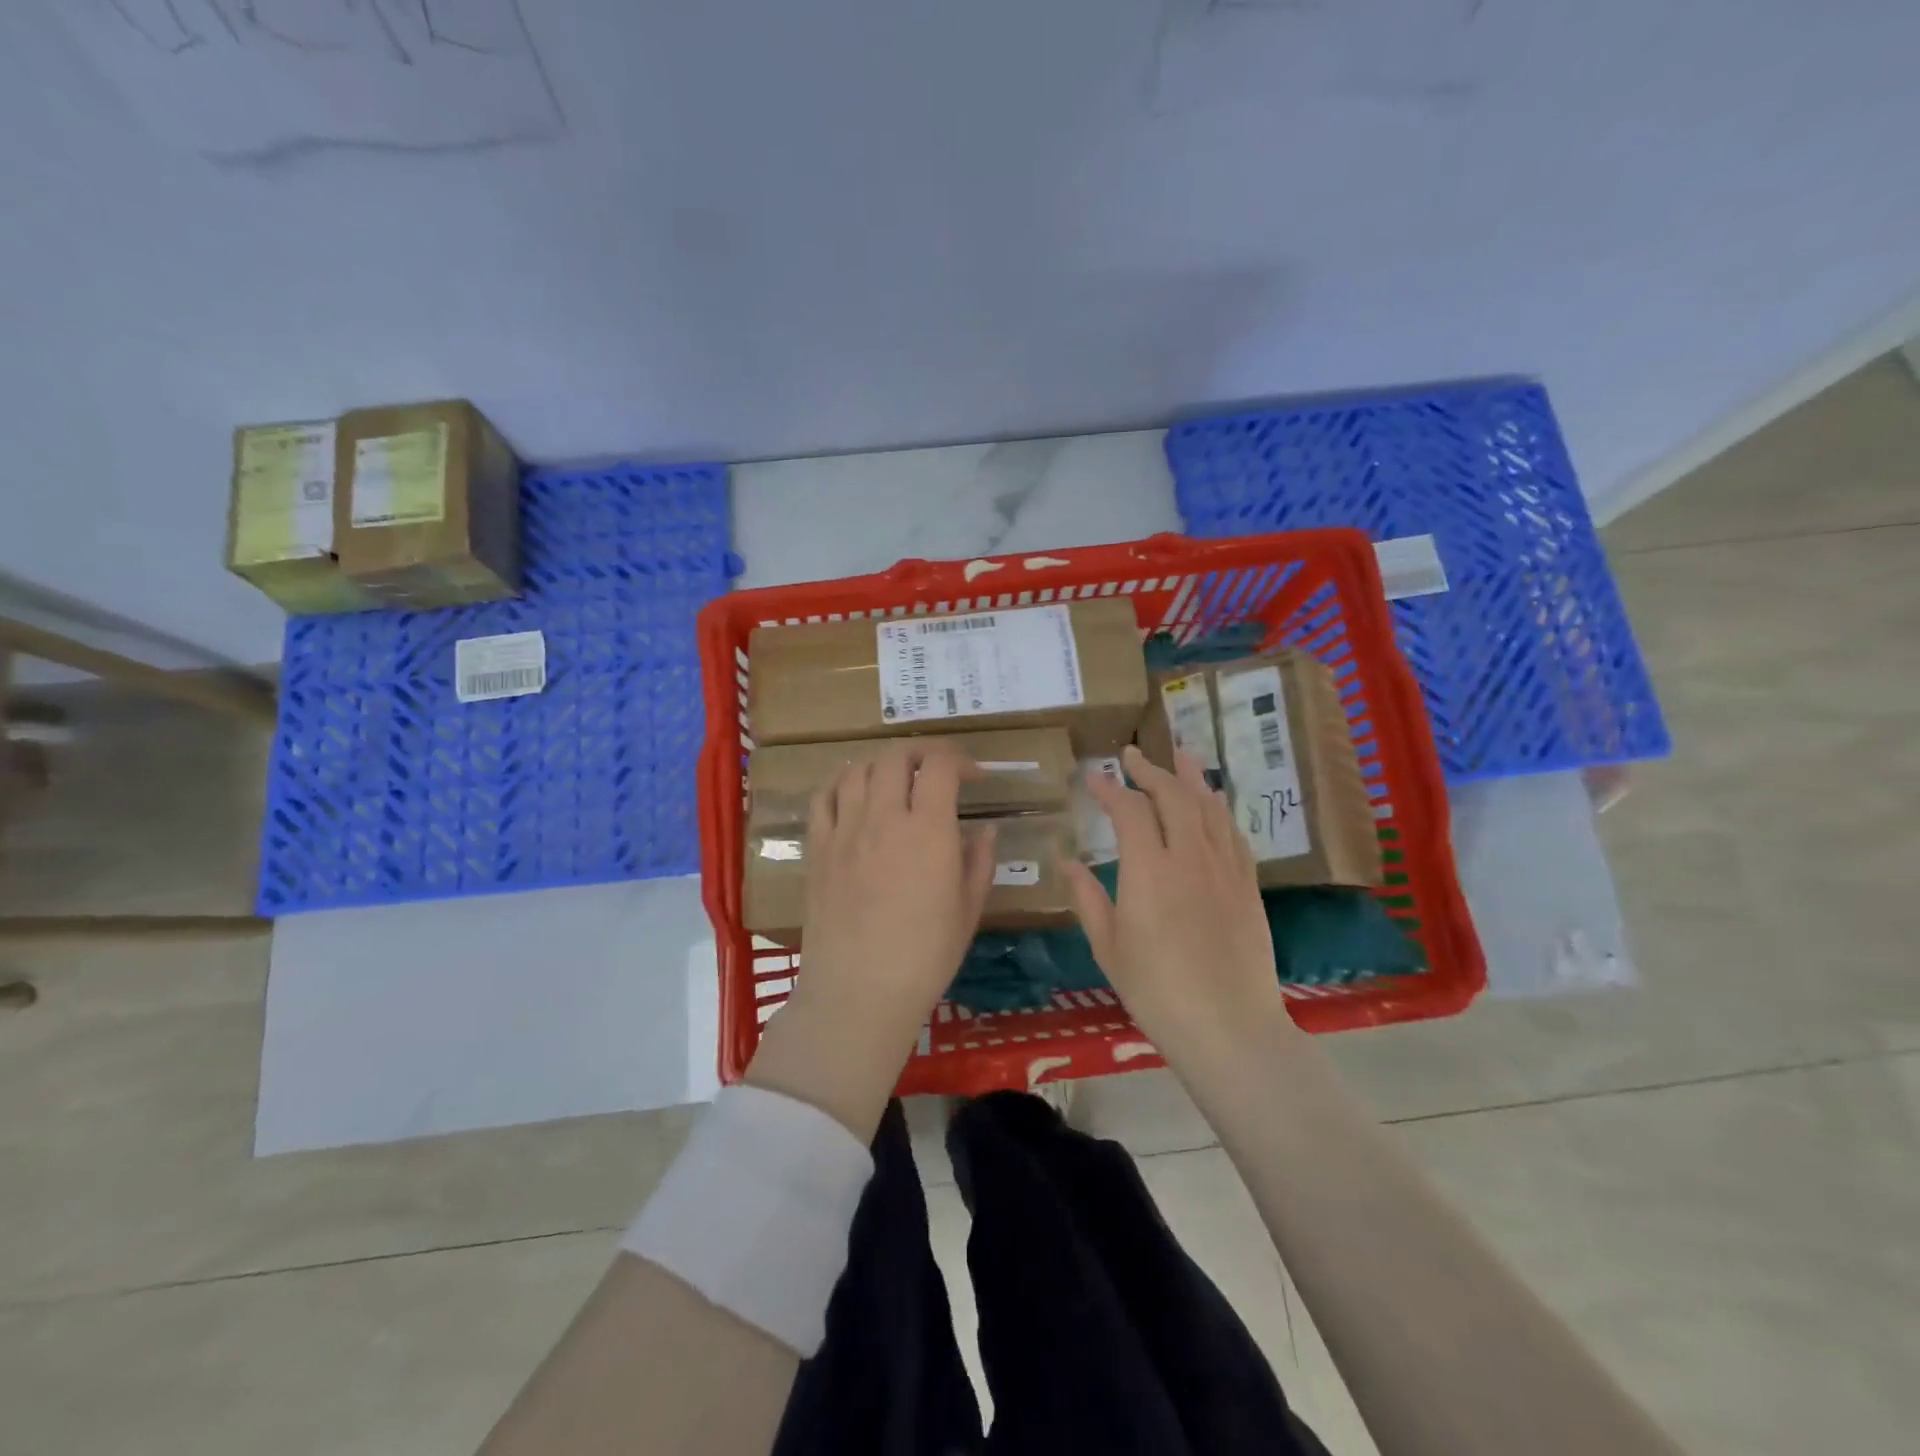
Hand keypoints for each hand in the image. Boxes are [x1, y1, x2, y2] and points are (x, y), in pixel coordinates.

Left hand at [746, 740, 994, 1137]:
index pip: (940, 766)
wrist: (858, 992)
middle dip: (921, 754)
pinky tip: (851, 796)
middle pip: (896, 756)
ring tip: (895, 781)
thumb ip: (979, 862)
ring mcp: (845, 830)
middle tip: (936, 772)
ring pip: (857, 769)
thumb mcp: (968, 910)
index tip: (973, 777)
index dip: (960, 760)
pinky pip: (822, 798)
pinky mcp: (818, 848)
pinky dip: (839, 784)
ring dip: (881, 765)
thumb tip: (986, 830)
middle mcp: (884, 817)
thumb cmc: (925, 957)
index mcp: (929, 830)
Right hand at [1061, 745, 1297, 1063]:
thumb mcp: (1109, 947)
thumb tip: (1066, 860)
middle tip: (1131, 755)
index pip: (1129, 811)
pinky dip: (1217, 809)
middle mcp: (1189, 857)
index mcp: (1149, 870)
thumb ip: (1086, 897)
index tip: (1093, 777)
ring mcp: (1224, 868)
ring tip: (1178, 755)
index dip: (1110, 789)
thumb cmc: (1157, 992)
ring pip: (1208, 807)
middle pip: (1173, 796)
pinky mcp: (1247, 885)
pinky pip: (1232, 833)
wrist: (1229, 1028)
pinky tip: (1212, 804)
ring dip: (1190, 777)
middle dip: (1149, 770)